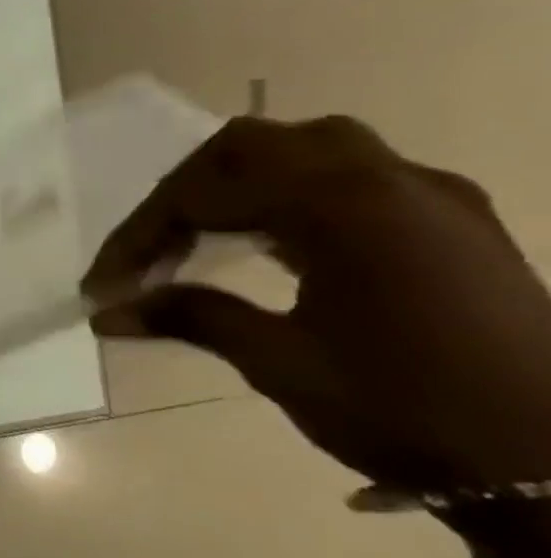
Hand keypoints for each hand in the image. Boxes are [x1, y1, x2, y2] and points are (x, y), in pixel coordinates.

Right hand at [83, 115, 550, 495]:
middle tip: (148, 251)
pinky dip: (291, 198)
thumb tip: (106, 313)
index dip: (139, 238)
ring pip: (306, 151)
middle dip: (183, 193)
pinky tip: (272, 245)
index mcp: (342, 207)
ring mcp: (432, 198)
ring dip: (238, 187)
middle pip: (250, 147)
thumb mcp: (279, 363)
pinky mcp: (455, 224)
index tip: (102, 287)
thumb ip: (189, 317)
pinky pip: (353, 179)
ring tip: (199, 241)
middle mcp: (390, 181)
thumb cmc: (408, 410)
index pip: (203, 194)